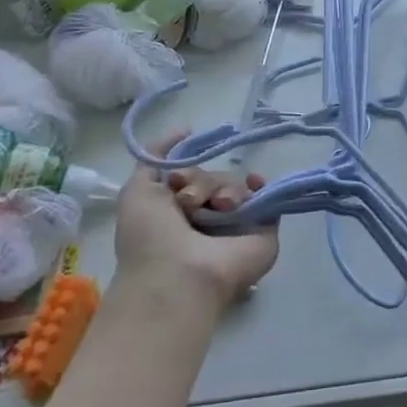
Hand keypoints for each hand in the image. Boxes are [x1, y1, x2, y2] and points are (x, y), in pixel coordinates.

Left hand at [113, 131, 278, 310]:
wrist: (179, 276)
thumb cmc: (151, 238)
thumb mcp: (137, 192)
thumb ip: (155, 158)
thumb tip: (185, 130)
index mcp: (179, 213)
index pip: (192, 176)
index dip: (185, 171)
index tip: (176, 180)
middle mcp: (209, 218)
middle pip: (215, 177)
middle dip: (202, 182)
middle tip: (189, 202)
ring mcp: (237, 225)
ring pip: (237, 185)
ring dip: (224, 189)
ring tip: (218, 208)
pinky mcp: (264, 230)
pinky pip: (268, 198)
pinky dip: (262, 187)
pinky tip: (254, 185)